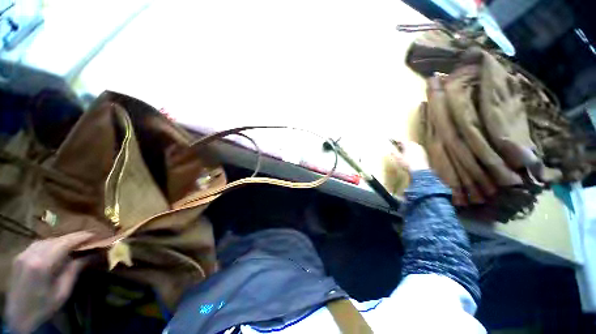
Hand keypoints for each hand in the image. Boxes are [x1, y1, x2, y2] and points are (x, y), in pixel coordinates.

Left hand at [4, 232, 93, 333]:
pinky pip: (38, 244)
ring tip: (74, 245)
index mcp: (43, 263)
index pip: (66, 242)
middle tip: (89, 239)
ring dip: (62, 241)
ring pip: (47, 240)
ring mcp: (23, 253)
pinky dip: (51, 244)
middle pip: (56, 239)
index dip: (82, 236)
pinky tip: (55, 250)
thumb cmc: (44, 306)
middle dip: (73, 238)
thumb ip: (75, 270)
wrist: (18, 316)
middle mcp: (31, 254)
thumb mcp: (63, 291)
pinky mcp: (20, 256)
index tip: (97, 234)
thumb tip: (93, 254)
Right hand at [390, 140, 429, 171]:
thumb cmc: (407, 163)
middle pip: (408, 142)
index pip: (402, 140)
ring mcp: (421, 149)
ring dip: (408, 148)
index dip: (397, 141)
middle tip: (399, 147)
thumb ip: (394, 153)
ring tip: (404, 152)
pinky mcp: (424, 154)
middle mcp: (415, 145)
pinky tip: (411, 156)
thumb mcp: (398, 158)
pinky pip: (417, 150)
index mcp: (408, 145)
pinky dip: (413, 151)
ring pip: (413, 146)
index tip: (394, 141)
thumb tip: (391, 151)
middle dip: (403, 144)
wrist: (419, 170)